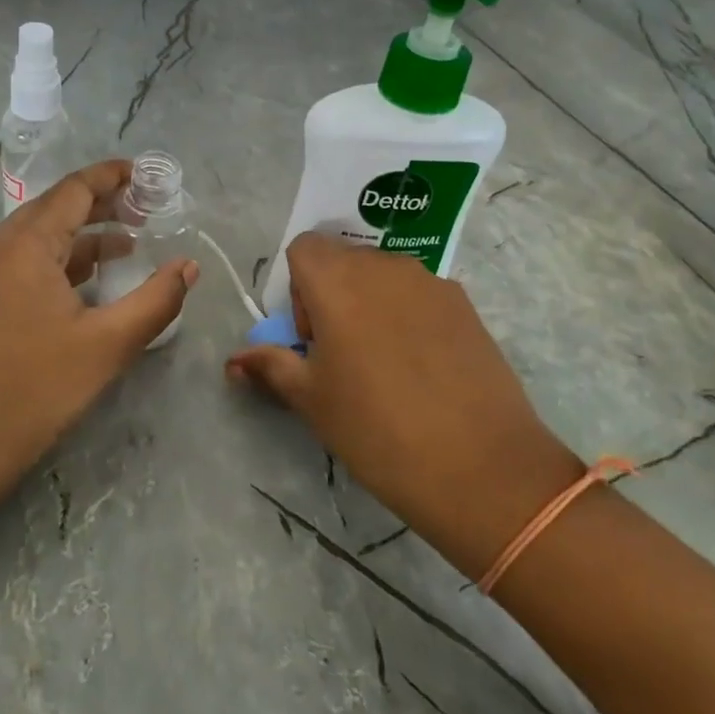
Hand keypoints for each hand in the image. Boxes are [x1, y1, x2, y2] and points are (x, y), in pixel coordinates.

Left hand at [0, 160, 198, 490]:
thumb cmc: (34, 391)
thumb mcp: (107, 346)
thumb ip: (156, 300)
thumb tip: (189, 266)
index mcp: (25, 246)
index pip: (73, 189)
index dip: (111, 176)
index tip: (146, 175)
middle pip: (54, 208)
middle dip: (101, 204)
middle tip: (145, 209)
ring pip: (37, 238)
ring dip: (81, 236)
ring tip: (127, 245)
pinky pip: (22, 263)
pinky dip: (58, 261)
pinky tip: (85, 284)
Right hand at [227, 233, 581, 577]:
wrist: (479, 465)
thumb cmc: (376, 428)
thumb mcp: (311, 399)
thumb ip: (270, 366)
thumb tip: (234, 362)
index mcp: (337, 280)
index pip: (303, 248)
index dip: (297, 287)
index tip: (311, 336)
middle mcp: (383, 266)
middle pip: (343, 260)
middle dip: (332, 295)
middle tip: (341, 353)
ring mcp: (430, 281)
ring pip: (383, 276)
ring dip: (371, 303)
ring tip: (384, 363)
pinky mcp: (464, 303)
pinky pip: (420, 294)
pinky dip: (408, 316)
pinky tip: (423, 368)